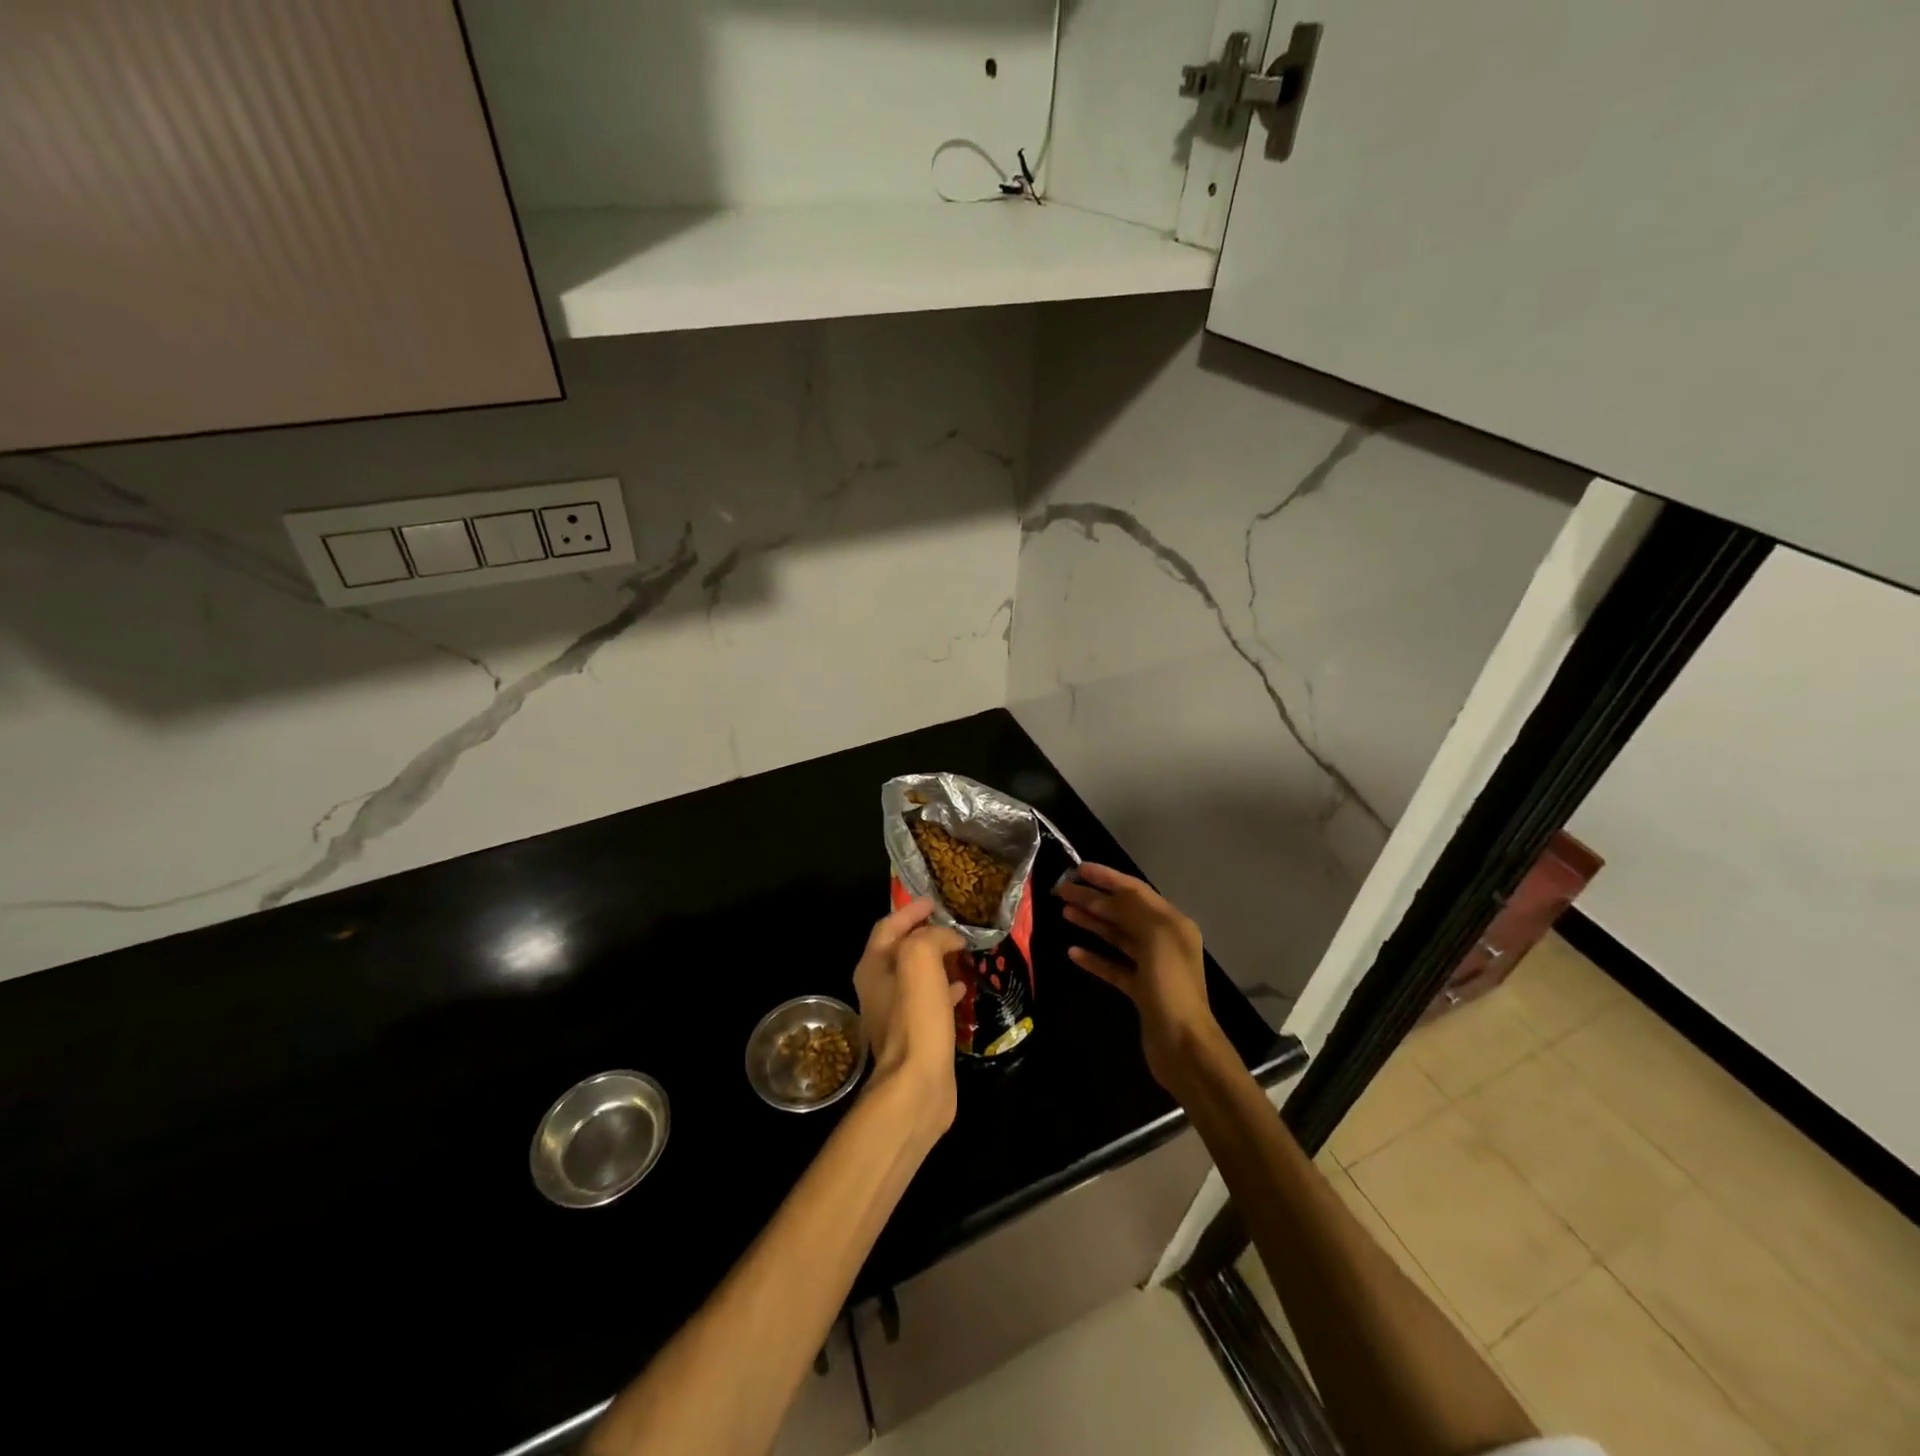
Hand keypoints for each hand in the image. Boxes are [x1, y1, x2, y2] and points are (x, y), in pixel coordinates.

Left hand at [852, 897, 965, 1135]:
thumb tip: (948, 938)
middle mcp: (878, 989)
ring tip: (962, 951)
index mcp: (872, 968)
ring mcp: (895, 1015)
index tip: (934, 901)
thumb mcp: (920, 960)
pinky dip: (945, 987)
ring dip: (937, 960)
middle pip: (901, 950)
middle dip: (925, 934)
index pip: (888, 926)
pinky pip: (929, 1001)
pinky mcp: (915, 1035)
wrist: (917, 1087)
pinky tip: (964, 987)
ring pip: (916, 976)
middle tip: (952, 924)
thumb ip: (931, 937)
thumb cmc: (915, 1018)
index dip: (910, 911)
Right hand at [1056, 863, 1226, 1092]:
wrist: (1183, 1045)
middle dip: (1094, 899)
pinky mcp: (1140, 990)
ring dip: (1092, 922)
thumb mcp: (1156, 937)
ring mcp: (1152, 966)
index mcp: (1172, 923)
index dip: (1107, 877)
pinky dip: (1094, 957)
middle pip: (1124, 912)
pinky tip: (1073, 952)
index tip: (1079, 868)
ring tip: (1064, 912)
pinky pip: (1113, 966)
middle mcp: (1164, 940)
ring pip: (1117, 936)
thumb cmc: (1170, 986)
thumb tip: (1111, 894)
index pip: (1135, 891)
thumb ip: (1134, 909)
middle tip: (1061, 891)